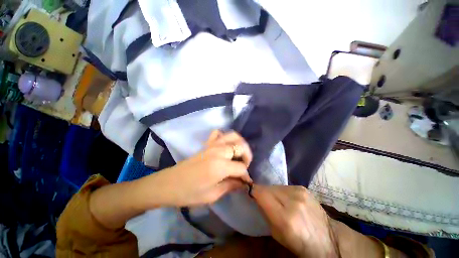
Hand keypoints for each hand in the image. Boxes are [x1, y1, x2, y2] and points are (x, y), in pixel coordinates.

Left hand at [152, 130, 252, 206]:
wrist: (169, 184)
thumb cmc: (189, 193)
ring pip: (233, 136)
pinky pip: (218, 133)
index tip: (247, 182)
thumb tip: (243, 182)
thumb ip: (231, 186)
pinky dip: (225, 137)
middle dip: (247, 156)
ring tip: (240, 154)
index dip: (246, 175)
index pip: (241, 167)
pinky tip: (225, 146)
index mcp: (220, 166)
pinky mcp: (206, 144)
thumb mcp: (212, 195)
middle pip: (240, 146)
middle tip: (244, 167)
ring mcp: (212, 145)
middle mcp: (218, 151)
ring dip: (240, 144)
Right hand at [252, 185, 338, 257]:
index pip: (261, 193)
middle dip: (262, 192)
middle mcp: (292, 201)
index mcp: (284, 217)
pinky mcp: (303, 188)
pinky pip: (285, 186)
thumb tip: (255, 197)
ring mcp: (299, 192)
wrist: (326, 238)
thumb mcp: (276, 233)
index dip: (253, 191)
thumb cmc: (298, 242)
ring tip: (275, 200)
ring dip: (272, 192)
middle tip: (260, 197)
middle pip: (267, 188)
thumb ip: (264, 212)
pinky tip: (287, 199)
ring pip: (275, 186)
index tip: (249, 192)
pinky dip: (281, 191)